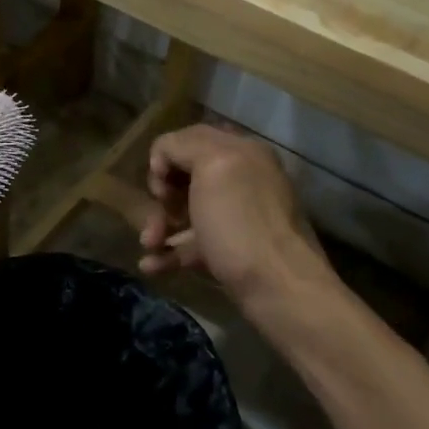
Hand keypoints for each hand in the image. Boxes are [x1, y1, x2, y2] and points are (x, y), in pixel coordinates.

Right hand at [139, 124, 330, 298]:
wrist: (279, 289)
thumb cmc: (241, 224)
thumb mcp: (213, 167)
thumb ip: (183, 146)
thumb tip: (164, 159)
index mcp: (241, 152)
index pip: (189, 139)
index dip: (166, 158)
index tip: (160, 185)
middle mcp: (241, 180)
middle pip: (185, 176)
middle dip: (162, 195)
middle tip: (160, 213)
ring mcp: (235, 218)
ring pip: (186, 212)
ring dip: (159, 225)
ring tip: (149, 245)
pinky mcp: (230, 252)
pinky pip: (191, 245)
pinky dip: (168, 253)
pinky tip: (151, 266)